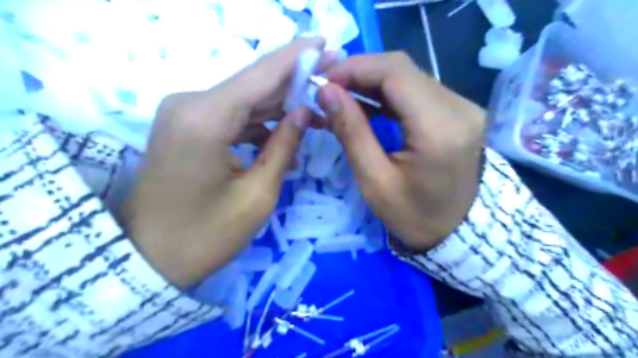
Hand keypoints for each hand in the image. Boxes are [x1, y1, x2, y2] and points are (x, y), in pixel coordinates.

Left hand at [125, 38, 324, 288]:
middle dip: (294, 80)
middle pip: (253, 83)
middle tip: (329, 75)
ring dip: (279, 106)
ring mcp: (184, 113)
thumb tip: (303, 111)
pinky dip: (258, 123)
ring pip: (244, 99)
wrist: (148, 259)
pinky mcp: (185, 126)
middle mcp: (190, 103)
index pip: (262, 74)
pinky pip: (231, 115)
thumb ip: (283, 147)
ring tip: (314, 114)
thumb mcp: (257, 196)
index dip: (297, 56)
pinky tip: (282, 139)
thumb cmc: (206, 236)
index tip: (325, 42)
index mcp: (206, 119)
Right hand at [316, 52, 486, 251]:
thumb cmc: (413, 216)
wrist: (455, 230)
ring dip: (370, 82)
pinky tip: (365, 104)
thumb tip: (326, 92)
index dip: (355, 68)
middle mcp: (458, 108)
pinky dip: (386, 93)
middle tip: (328, 89)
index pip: (395, 73)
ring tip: (341, 97)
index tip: (323, 82)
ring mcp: (462, 107)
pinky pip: (416, 90)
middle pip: (401, 69)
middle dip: (359, 72)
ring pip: (408, 76)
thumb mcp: (374, 181)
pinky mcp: (457, 111)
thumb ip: (351, 132)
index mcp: (439, 129)